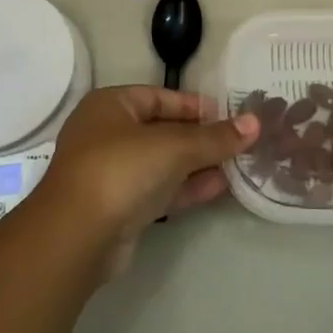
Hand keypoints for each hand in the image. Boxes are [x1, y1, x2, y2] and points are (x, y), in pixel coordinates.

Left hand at [29, 86, 255, 275]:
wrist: (77, 236)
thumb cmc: (121, 169)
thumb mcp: (174, 146)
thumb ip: (215, 137)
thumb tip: (255, 123)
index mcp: (110, 105)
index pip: (159, 97)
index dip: (194, 105)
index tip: (229, 115)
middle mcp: (107, 134)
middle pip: (162, 130)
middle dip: (201, 137)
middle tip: (239, 141)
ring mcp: (112, 173)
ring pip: (163, 162)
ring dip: (198, 164)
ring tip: (238, 164)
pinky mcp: (120, 207)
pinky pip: (160, 189)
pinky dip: (187, 187)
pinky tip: (221, 187)